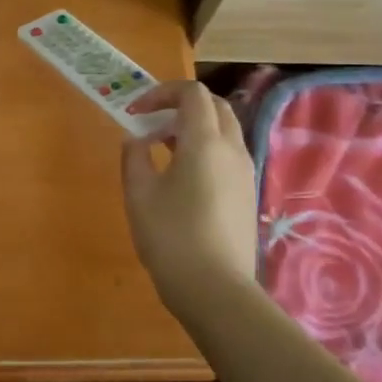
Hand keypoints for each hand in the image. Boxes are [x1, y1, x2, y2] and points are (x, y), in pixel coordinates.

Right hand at [120, 81, 257, 321]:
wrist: (215, 289)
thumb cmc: (170, 236)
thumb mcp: (139, 194)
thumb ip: (134, 157)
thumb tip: (136, 140)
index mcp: (204, 142)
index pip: (192, 94)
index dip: (161, 93)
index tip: (135, 111)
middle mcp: (232, 150)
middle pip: (215, 106)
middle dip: (181, 105)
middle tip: (151, 123)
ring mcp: (245, 173)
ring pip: (224, 131)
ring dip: (194, 128)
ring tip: (161, 149)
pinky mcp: (246, 194)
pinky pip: (227, 155)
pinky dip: (205, 149)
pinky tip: (181, 177)